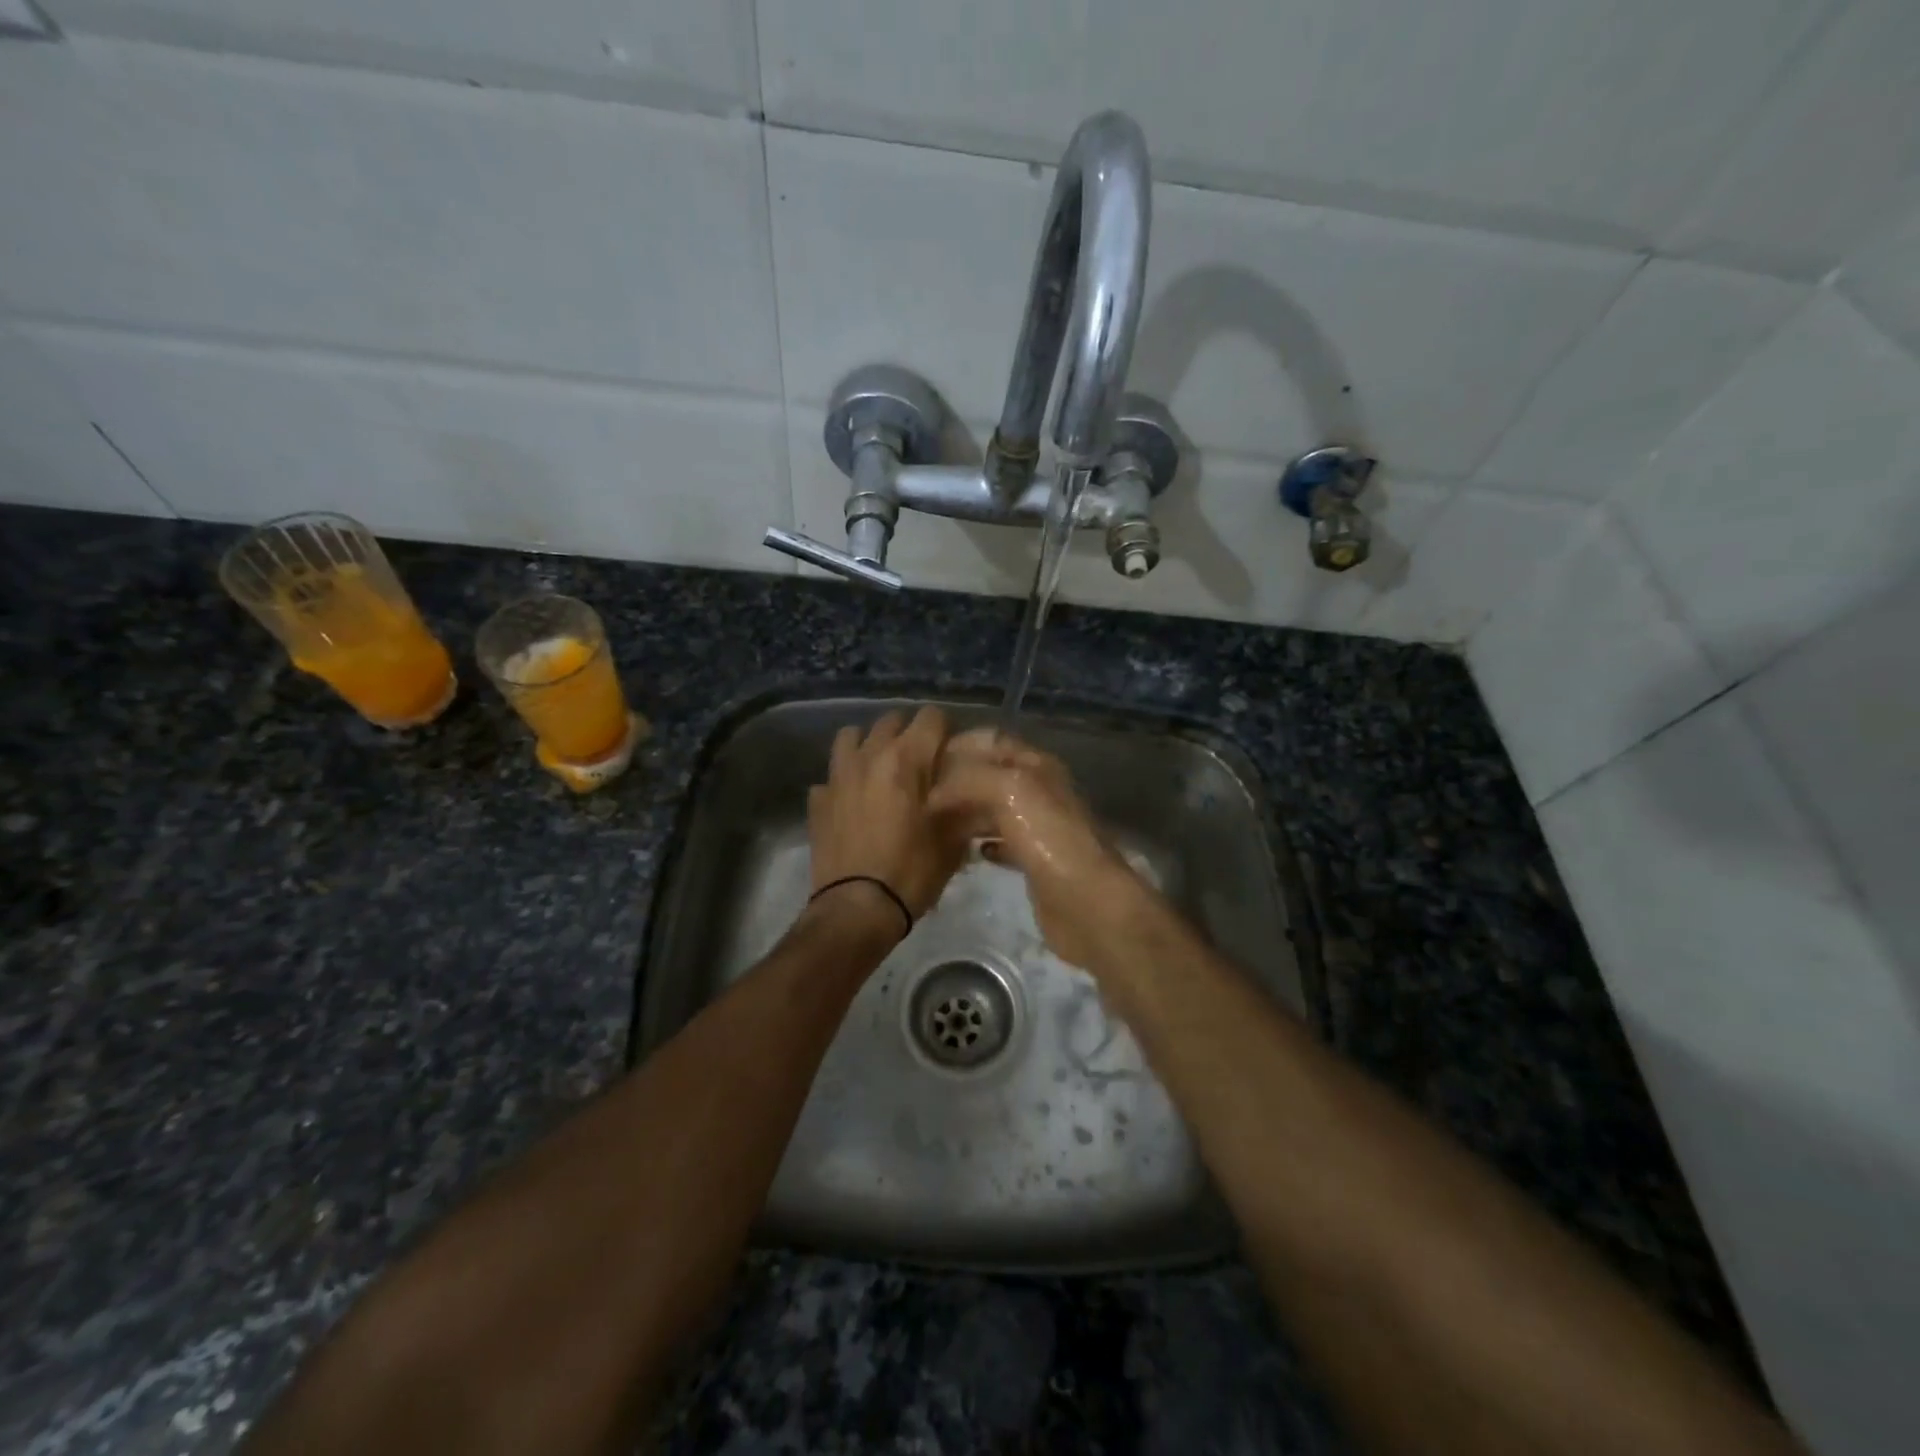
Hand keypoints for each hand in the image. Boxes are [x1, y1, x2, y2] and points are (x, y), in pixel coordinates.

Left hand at [807, 707, 963, 929]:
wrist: (857, 908)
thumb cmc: (911, 871)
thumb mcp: (953, 840)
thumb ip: (964, 805)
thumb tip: (972, 791)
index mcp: (905, 759)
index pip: (931, 717)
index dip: (946, 731)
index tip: (952, 753)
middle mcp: (869, 756)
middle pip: (891, 721)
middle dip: (909, 734)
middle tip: (922, 763)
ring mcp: (838, 776)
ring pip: (851, 737)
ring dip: (869, 745)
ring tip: (882, 770)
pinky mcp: (817, 800)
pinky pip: (831, 775)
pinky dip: (845, 781)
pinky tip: (854, 802)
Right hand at [928, 728, 1148, 969]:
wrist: (1086, 902)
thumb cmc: (1049, 838)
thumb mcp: (1008, 789)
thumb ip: (968, 780)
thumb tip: (934, 795)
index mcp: (1036, 765)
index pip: (992, 742)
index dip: (958, 746)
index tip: (921, 761)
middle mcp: (1038, 790)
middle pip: (989, 776)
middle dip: (955, 782)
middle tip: (916, 796)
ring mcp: (1037, 827)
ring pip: (992, 809)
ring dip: (963, 812)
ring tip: (929, 823)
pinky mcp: (1034, 861)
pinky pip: (999, 842)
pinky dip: (979, 842)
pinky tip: (958, 852)